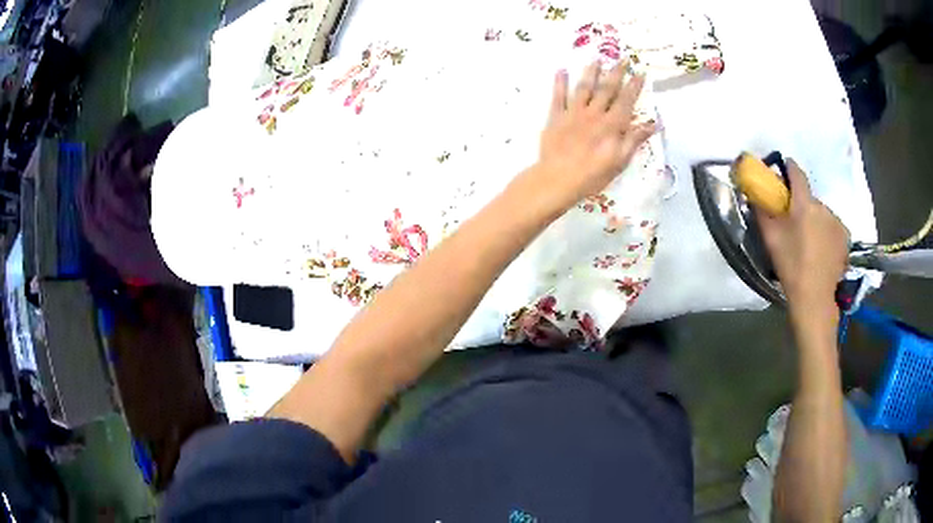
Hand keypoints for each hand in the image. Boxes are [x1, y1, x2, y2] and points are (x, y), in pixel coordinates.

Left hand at [531, 60, 656, 210]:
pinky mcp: (556, 117)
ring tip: (596, 59)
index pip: (626, 101)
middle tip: (623, 58)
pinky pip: (558, 96)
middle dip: (616, 72)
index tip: (640, 72)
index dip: (634, 86)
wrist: (558, 179)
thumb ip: (635, 139)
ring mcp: (573, 113)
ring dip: (591, 72)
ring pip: (584, 88)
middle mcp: (594, 113)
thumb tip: (654, 123)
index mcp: (612, 125)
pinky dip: (560, 82)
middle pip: (607, 89)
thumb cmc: (592, 175)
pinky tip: (562, 70)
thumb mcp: (620, 161)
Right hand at [756, 160, 848, 310]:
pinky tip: (821, 249)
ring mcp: (836, 222)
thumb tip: (755, 194)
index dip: (789, 168)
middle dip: (801, 204)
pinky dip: (826, 231)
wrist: (815, 298)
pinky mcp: (844, 237)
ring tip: (809, 241)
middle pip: (809, 197)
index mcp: (804, 204)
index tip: (783, 169)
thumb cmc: (791, 266)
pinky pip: (832, 226)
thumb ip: (762, 211)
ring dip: (814, 219)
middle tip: (793, 223)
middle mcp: (823, 206)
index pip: (797, 173)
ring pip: (821, 213)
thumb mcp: (770, 238)